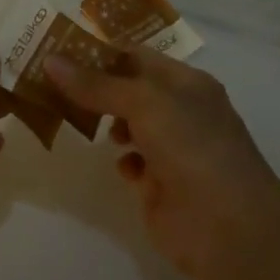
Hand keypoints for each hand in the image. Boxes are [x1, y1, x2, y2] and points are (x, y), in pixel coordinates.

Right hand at [47, 48, 279, 279]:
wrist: (229, 228)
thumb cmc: (191, 146)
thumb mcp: (143, 102)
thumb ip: (96, 84)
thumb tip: (50, 60)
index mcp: (185, 82)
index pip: (136, 56)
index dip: (100, 52)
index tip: (60, 51)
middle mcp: (180, 111)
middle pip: (128, 89)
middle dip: (95, 87)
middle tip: (53, 83)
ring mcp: (172, 149)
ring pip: (128, 125)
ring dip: (105, 122)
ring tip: (75, 119)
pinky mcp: (161, 185)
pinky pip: (133, 163)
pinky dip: (122, 161)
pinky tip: (119, 165)